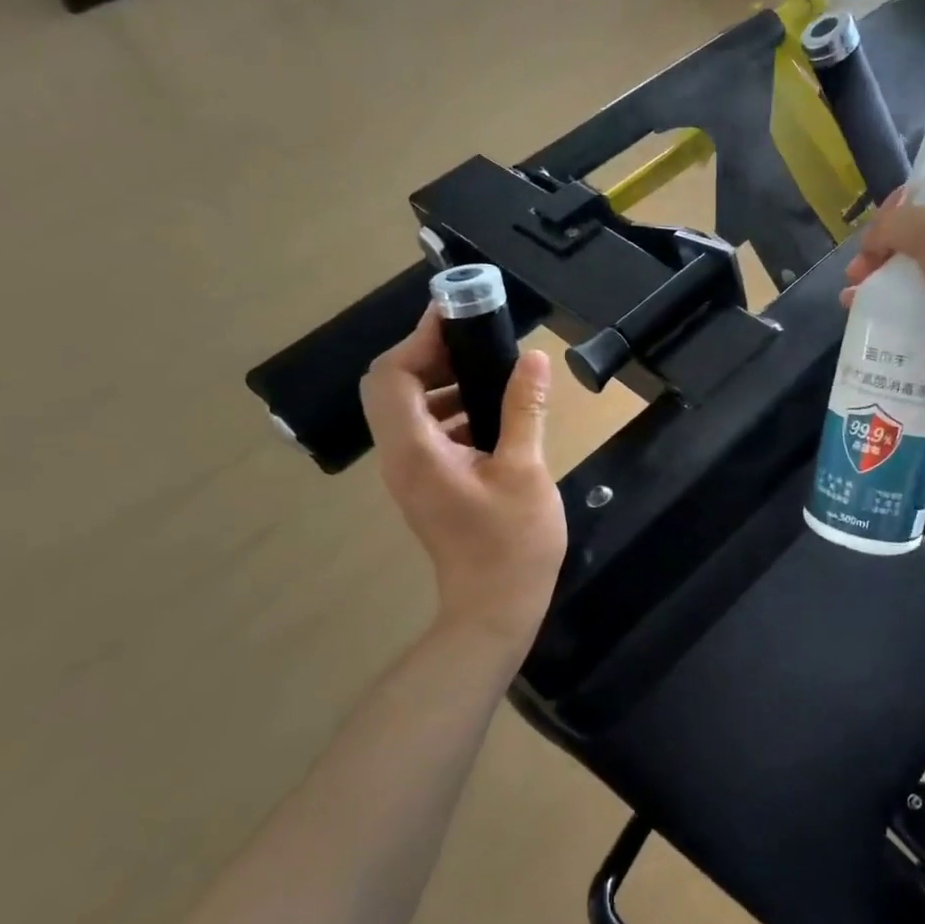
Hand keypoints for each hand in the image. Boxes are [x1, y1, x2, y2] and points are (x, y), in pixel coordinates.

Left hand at [361, 310, 566, 647]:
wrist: (495, 608)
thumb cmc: (512, 542)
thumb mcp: (526, 470)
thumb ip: (524, 409)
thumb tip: (533, 357)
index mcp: (415, 450)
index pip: (392, 376)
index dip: (419, 339)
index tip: (457, 315)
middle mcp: (399, 457)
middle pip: (392, 387)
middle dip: (428, 355)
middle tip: (474, 339)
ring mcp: (409, 473)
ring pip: (406, 409)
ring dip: (440, 381)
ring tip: (488, 369)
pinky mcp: (426, 484)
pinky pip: (424, 431)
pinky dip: (449, 410)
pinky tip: (490, 413)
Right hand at [842, 176, 924, 385]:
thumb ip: (894, 224)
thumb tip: (870, 241)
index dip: (897, 206)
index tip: (874, 230)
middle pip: (917, 235)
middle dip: (881, 250)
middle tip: (858, 270)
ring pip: (914, 272)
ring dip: (880, 281)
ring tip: (852, 296)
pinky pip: (919, 305)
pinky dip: (892, 309)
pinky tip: (865, 315)